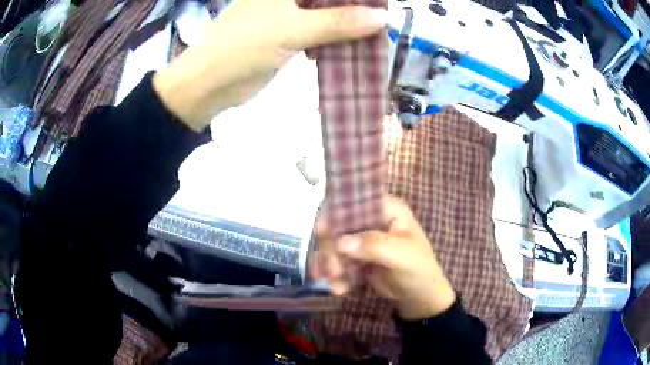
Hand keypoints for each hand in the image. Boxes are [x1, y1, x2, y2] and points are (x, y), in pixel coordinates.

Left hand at [153, 0, 386, 130]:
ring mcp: (289, 15)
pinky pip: (322, 33)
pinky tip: (355, 47)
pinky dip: (338, 40)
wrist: (210, 84)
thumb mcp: (292, 29)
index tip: (381, 4)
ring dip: (351, 25)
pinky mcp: (290, 36)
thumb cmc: (242, 47)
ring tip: (376, 35)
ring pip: (329, 15)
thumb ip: (337, 22)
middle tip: (383, 21)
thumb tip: (382, 18)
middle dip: (356, 9)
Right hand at [310, 196, 455, 320]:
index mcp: (386, 209)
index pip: (356, 201)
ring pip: (333, 244)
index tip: (321, 232)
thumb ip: (374, 245)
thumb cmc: (418, 270)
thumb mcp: (402, 256)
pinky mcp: (355, 256)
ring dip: (330, 264)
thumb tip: (340, 242)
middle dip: (331, 249)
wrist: (419, 296)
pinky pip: (336, 260)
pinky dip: (334, 274)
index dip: (336, 213)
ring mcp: (361, 238)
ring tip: (338, 285)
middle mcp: (371, 219)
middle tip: (333, 271)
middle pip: (338, 224)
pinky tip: (340, 289)